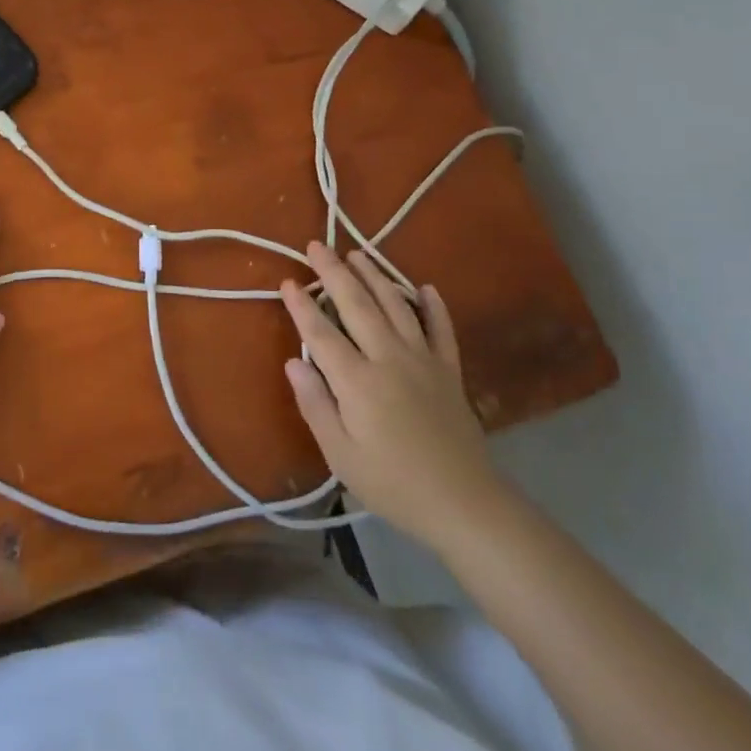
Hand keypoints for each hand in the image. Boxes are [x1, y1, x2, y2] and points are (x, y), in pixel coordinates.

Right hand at [280, 243, 504, 541]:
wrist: (464, 504)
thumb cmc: (393, 484)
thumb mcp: (341, 455)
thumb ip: (315, 404)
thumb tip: (294, 361)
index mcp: (358, 381)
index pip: (322, 333)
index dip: (302, 306)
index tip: (287, 281)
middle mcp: (390, 358)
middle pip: (358, 306)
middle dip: (335, 273)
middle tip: (317, 246)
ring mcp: (423, 360)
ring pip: (396, 306)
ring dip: (376, 276)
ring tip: (358, 253)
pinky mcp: (449, 371)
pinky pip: (441, 329)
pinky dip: (433, 306)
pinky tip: (425, 288)